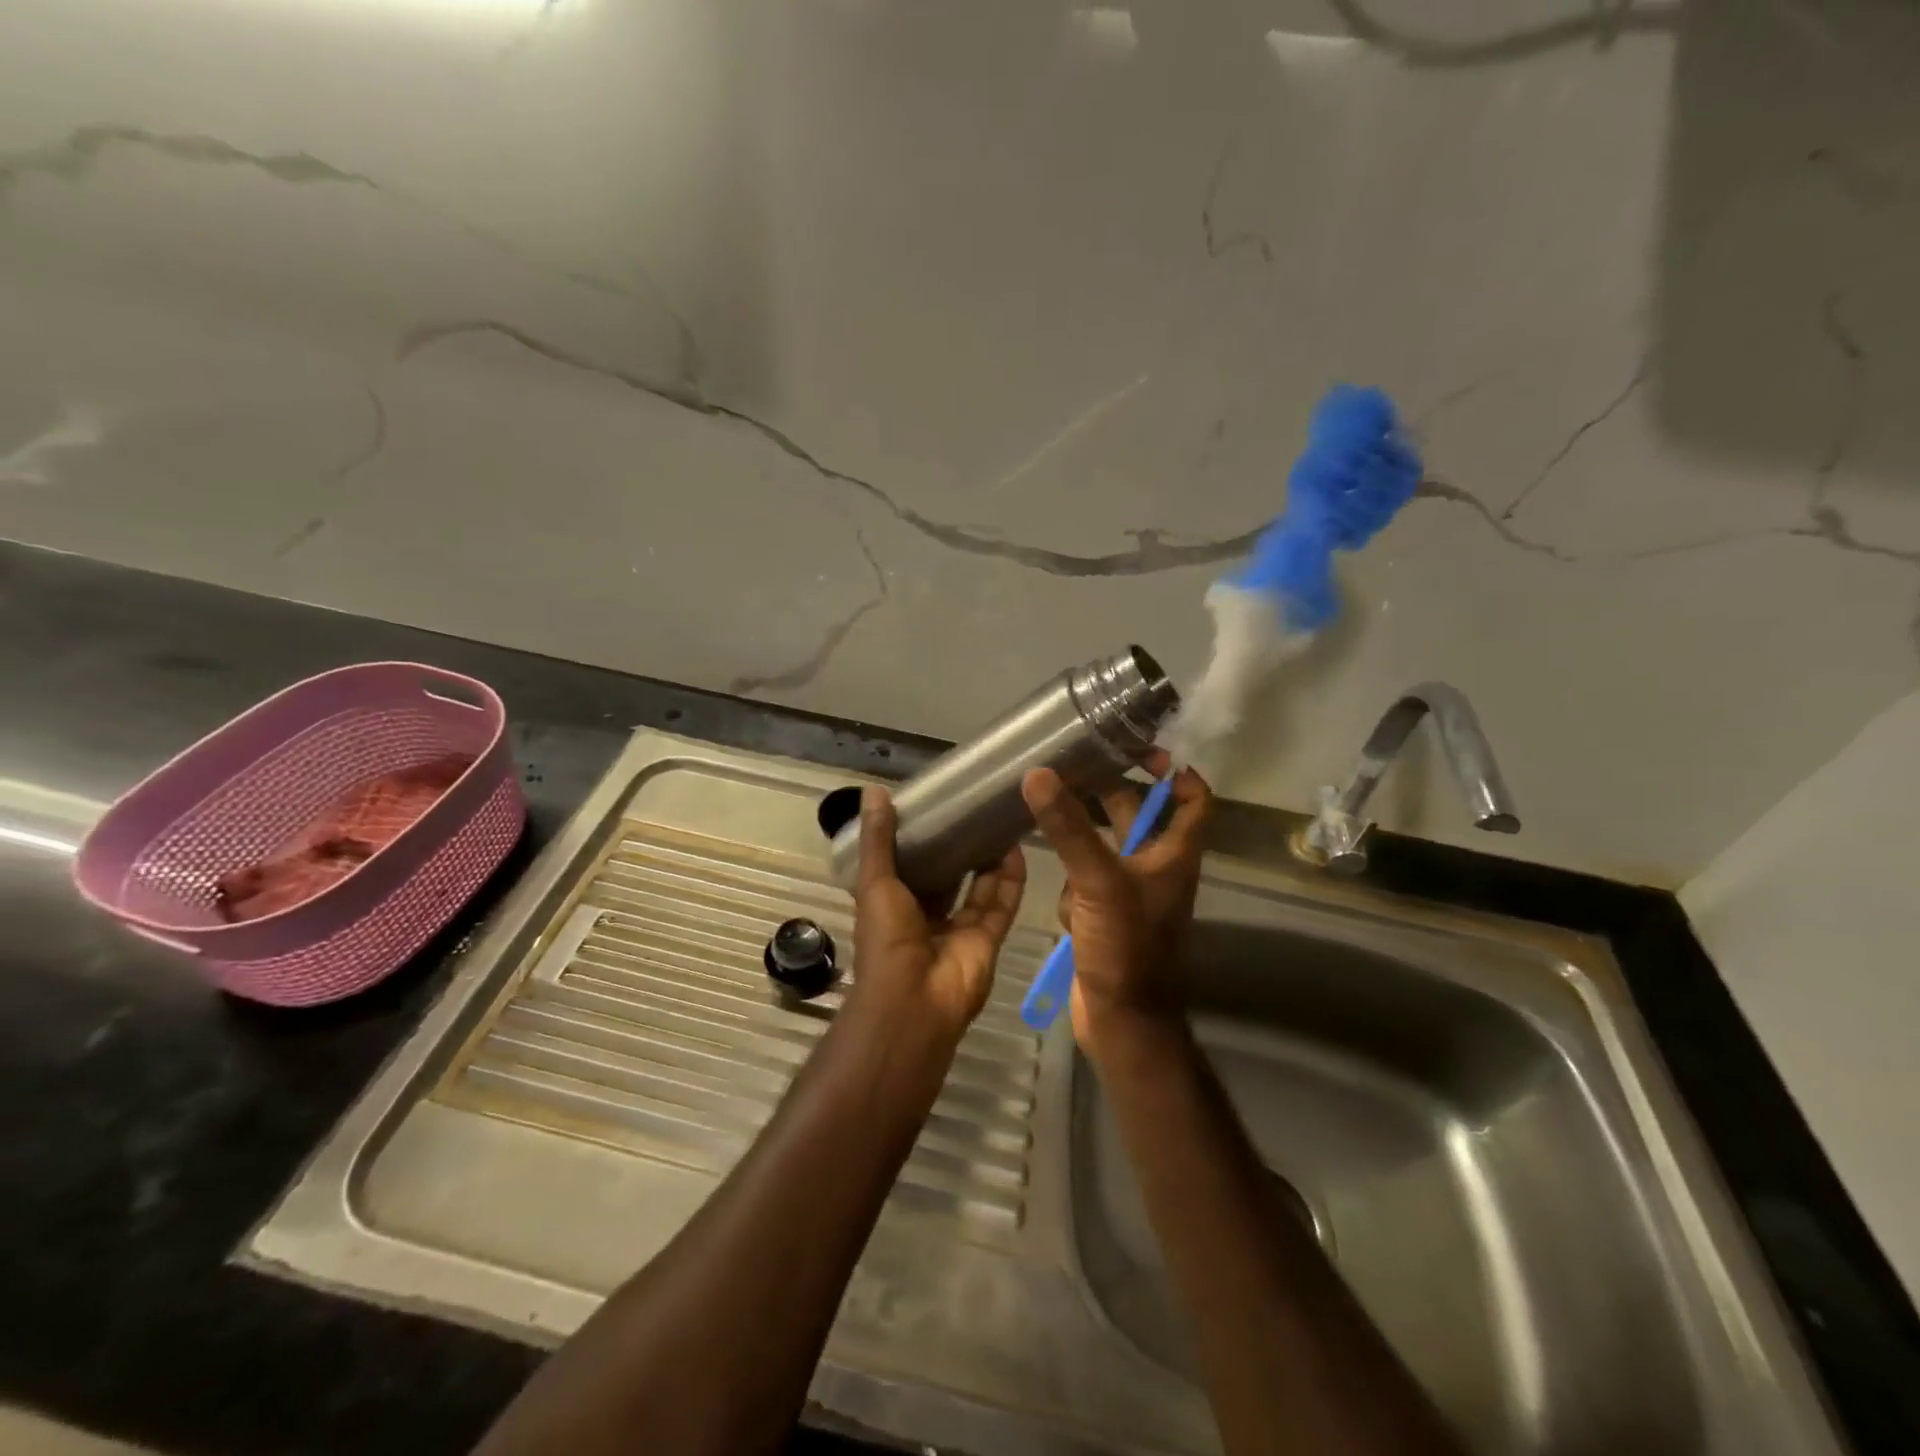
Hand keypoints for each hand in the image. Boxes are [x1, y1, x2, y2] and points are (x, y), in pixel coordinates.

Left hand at [849, 786, 1026, 1044]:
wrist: (913, 1002)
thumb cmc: (886, 939)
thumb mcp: (875, 882)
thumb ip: (877, 839)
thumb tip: (873, 789)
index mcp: (894, 904)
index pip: (909, 866)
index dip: (921, 839)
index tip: (936, 806)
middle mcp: (927, 916)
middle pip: (948, 877)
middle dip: (960, 848)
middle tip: (976, 809)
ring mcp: (959, 930)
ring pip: (979, 889)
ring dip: (989, 860)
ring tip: (1000, 821)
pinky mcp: (987, 940)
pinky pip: (1001, 906)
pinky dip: (1010, 881)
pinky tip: (1016, 849)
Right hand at [1021, 752, 1212, 1057]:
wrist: (1121, 1020)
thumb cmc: (1126, 946)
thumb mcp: (1098, 881)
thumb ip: (1069, 828)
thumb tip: (1038, 773)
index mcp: (1174, 855)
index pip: (1194, 801)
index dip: (1178, 772)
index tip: (1145, 749)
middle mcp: (1157, 868)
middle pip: (1139, 815)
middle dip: (1110, 791)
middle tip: (1074, 765)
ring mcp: (1129, 893)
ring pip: (1106, 847)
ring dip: (1082, 834)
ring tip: (1047, 808)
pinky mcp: (1103, 915)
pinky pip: (1085, 881)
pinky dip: (1071, 880)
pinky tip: (1058, 895)